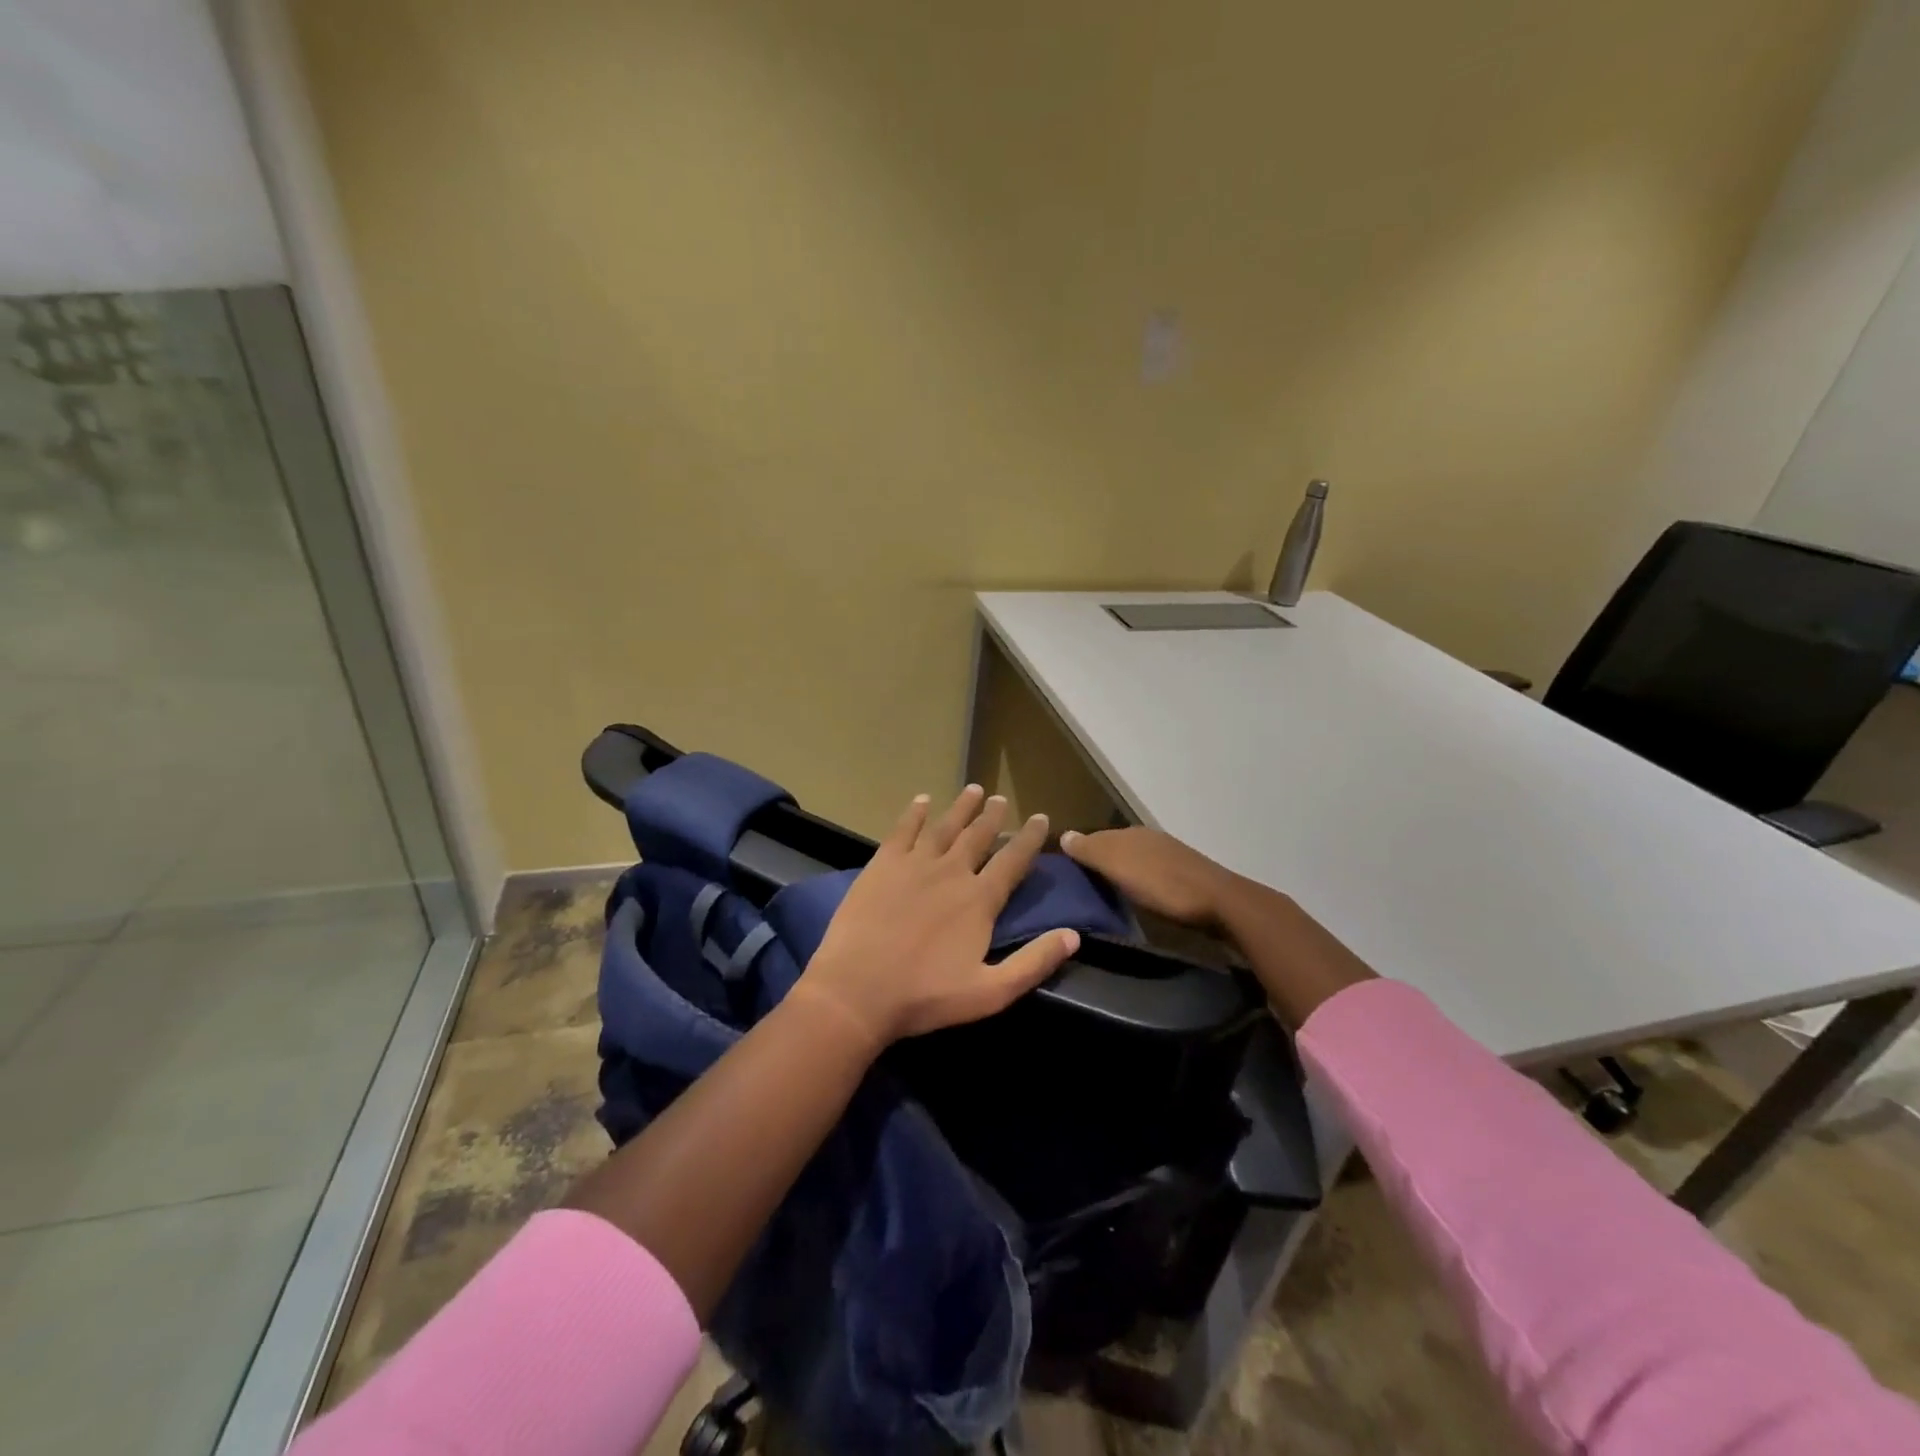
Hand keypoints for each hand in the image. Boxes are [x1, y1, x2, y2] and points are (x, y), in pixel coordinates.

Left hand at [796, 785, 1080, 1047]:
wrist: (857, 990)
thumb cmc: (925, 996)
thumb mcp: (991, 992)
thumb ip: (1034, 962)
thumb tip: (1074, 935)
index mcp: (979, 900)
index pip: (1013, 861)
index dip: (1029, 839)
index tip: (1041, 818)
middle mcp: (951, 872)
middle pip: (978, 836)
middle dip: (992, 816)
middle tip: (1001, 799)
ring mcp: (914, 864)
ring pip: (945, 827)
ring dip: (961, 807)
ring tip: (973, 789)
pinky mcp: (882, 865)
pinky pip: (902, 830)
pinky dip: (914, 813)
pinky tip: (921, 800)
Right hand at [1059, 827, 1241, 928]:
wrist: (1219, 903)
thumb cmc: (1162, 885)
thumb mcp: (1119, 866)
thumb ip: (1091, 851)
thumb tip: (1063, 834)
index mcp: (1131, 833)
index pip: (1095, 837)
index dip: (1079, 851)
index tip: (1063, 871)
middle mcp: (1148, 838)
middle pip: (1114, 847)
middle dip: (1097, 861)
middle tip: (1078, 884)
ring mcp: (1168, 856)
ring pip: (1132, 860)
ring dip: (1118, 872)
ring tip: (1102, 892)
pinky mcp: (1183, 876)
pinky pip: (1148, 873)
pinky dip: (1136, 881)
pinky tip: (1134, 895)